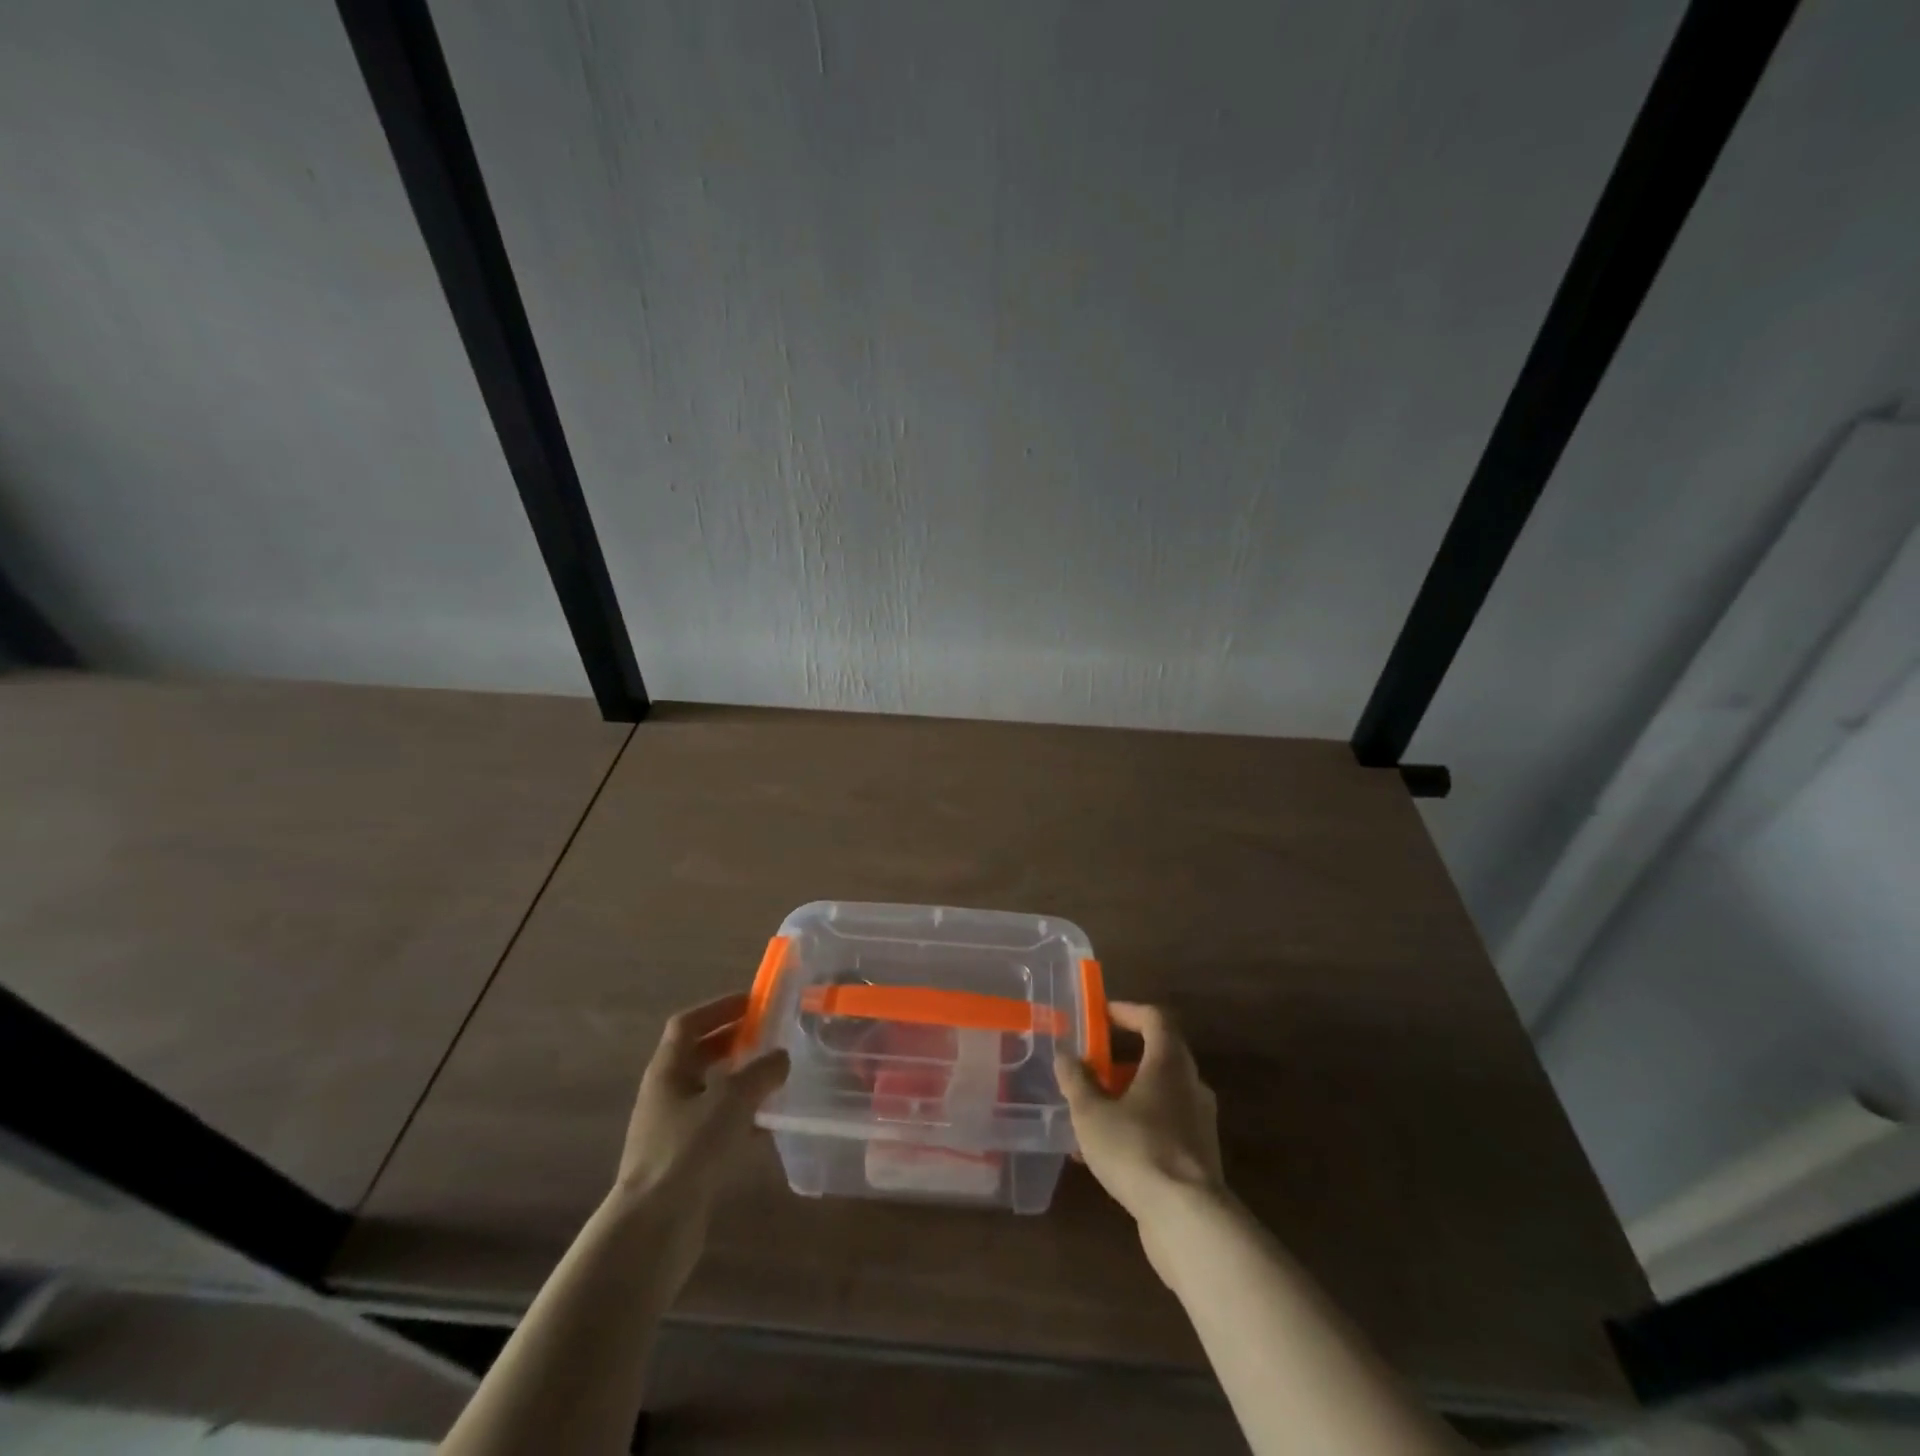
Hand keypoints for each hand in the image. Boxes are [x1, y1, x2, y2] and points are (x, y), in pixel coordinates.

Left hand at [615, 992, 789, 1213]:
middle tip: (770, 1034)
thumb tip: (781, 1056)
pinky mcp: (684, 1161)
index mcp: (668, 1070)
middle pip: (699, 1055)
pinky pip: (716, 1124)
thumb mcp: (731, 1101)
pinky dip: (741, 1116)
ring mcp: (672, 1129)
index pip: (688, 1023)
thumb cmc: (687, 1151)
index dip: (719, 1007)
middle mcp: (666, 1094)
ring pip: (710, 1090)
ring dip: (740, 1079)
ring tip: (776, 1075)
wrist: (652, 1229)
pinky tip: (769, 1124)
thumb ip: (761, 1072)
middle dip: (733, 1041)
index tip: (752, 1002)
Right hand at [1055, 1002, 1224, 1279]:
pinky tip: (1104, 1155)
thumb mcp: (1092, 1114)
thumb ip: (1077, 1081)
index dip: (1128, 1011)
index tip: (1102, 1015)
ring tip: (1090, 1114)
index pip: (1155, 1019)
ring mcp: (1199, 1123)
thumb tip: (1065, 1055)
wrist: (1188, 1220)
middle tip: (1091, 1066)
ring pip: (1159, 1096)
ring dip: (1126, 1098)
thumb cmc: (1137, 1149)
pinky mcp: (1198, 1157)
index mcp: (1169, 1063)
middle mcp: (1191, 1085)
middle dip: (1121, 1059)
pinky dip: (1136, 1127)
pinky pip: (1163, 1128)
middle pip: (1159, 1056)